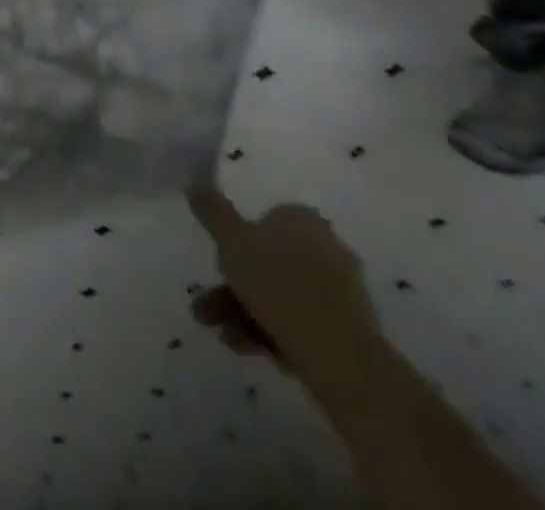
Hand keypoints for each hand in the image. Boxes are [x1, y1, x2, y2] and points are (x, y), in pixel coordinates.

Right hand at [187, 182, 385, 390]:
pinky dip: (272, 333)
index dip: (235, 241)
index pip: (262, 219)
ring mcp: (341, 293)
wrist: (343, 363)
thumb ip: (212, 211)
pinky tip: (250, 349)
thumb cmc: (282, 288)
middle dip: (232, 286)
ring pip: (279, 296)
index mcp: (304, 221)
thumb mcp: (232, 242)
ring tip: (225, 337)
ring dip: (244, 312)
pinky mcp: (348, 333)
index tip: (218, 262)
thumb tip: (195, 181)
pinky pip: (300, 324)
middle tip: (207, 309)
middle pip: (266, 263)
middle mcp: (327, 249)